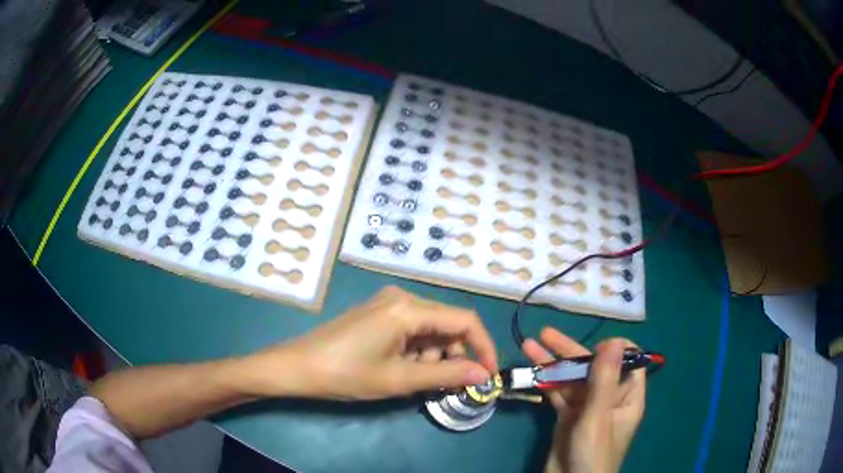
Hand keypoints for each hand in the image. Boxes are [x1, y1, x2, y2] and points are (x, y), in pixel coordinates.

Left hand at [248, 286, 497, 399]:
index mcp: (408, 308)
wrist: (297, 367)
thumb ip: (446, 374)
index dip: (483, 347)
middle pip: (448, 323)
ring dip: (435, 355)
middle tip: (447, 384)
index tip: (488, 374)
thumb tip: (483, 375)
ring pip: (431, 328)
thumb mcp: (399, 379)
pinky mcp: (379, 313)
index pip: (465, 320)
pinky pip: (413, 329)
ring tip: (416, 379)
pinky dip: (418, 350)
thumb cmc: (346, 374)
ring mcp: (388, 303)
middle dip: (455, 354)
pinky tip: (403, 368)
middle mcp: (402, 297)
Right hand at [522, 328, 644, 472]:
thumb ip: (604, 380)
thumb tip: (614, 340)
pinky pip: (559, 394)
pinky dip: (546, 383)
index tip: (592, 349)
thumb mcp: (598, 417)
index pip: (629, 360)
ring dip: (552, 363)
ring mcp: (587, 407)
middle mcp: (609, 397)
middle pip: (593, 366)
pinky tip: (531, 372)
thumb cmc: (592, 454)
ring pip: (572, 379)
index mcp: (627, 395)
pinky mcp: (568, 417)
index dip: (612, 350)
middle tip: (545, 335)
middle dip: (570, 350)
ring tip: (529, 346)